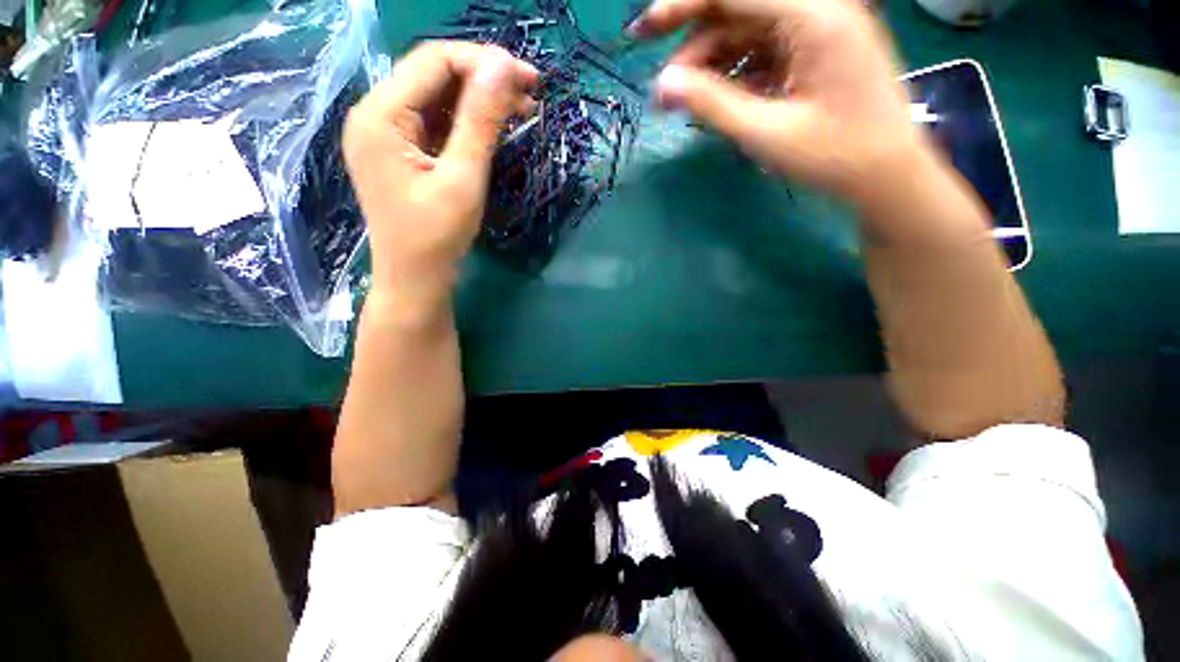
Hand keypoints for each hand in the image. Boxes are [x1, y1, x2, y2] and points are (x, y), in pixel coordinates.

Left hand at [344, 42, 537, 307]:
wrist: (415, 280)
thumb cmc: (436, 237)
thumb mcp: (463, 179)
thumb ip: (481, 121)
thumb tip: (503, 66)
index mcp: (380, 115)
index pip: (434, 62)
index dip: (483, 62)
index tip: (529, 78)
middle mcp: (375, 115)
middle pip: (433, 76)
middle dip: (483, 79)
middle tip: (530, 95)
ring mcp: (385, 134)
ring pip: (436, 98)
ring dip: (477, 100)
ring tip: (519, 110)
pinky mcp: (399, 152)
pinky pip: (434, 123)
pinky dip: (465, 122)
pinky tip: (491, 128)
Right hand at [632, 0, 929, 207]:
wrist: (886, 175)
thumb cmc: (833, 156)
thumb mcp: (766, 133)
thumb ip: (712, 104)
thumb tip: (663, 86)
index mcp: (814, 16)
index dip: (681, 6)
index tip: (643, 33)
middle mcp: (817, 10)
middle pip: (738, 9)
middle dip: (693, 44)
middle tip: (664, 88)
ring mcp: (817, 30)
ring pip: (746, 32)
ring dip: (710, 64)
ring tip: (685, 102)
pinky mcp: (814, 51)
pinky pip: (762, 50)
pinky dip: (734, 72)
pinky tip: (716, 98)